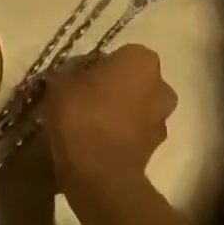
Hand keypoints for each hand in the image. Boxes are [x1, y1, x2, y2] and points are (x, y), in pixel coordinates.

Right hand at [42, 44, 177, 211]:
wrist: (99, 170)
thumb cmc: (80, 114)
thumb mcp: (60, 82)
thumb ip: (71, 73)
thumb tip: (75, 76)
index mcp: (141, 61)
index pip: (121, 54)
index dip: (99, 64)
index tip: (79, 76)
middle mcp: (161, 86)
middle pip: (135, 80)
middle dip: (115, 87)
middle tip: (85, 97)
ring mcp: (163, 119)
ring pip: (137, 107)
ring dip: (120, 112)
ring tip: (88, 123)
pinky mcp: (156, 148)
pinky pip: (135, 132)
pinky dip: (120, 134)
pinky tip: (95, 141)